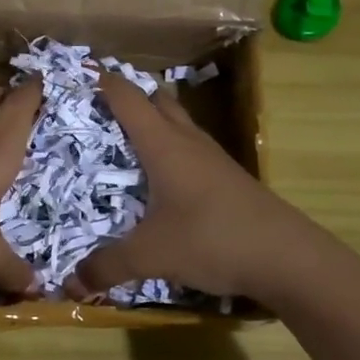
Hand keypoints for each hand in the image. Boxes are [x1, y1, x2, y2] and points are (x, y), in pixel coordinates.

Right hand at [65, 73, 309, 300]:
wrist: (288, 257)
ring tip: (126, 141)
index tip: (82, 73)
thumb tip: (70, 286)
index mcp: (164, 146)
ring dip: (155, 123)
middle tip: (99, 110)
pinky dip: (172, 152)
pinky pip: (192, 151)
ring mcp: (214, 160)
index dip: (106, 83)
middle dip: (131, 98)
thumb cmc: (212, 240)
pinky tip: (164, 180)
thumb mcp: (151, 256)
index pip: (129, 99)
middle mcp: (189, 143)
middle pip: (160, 102)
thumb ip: (107, 267)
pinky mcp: (229, 180)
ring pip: (180, 125)